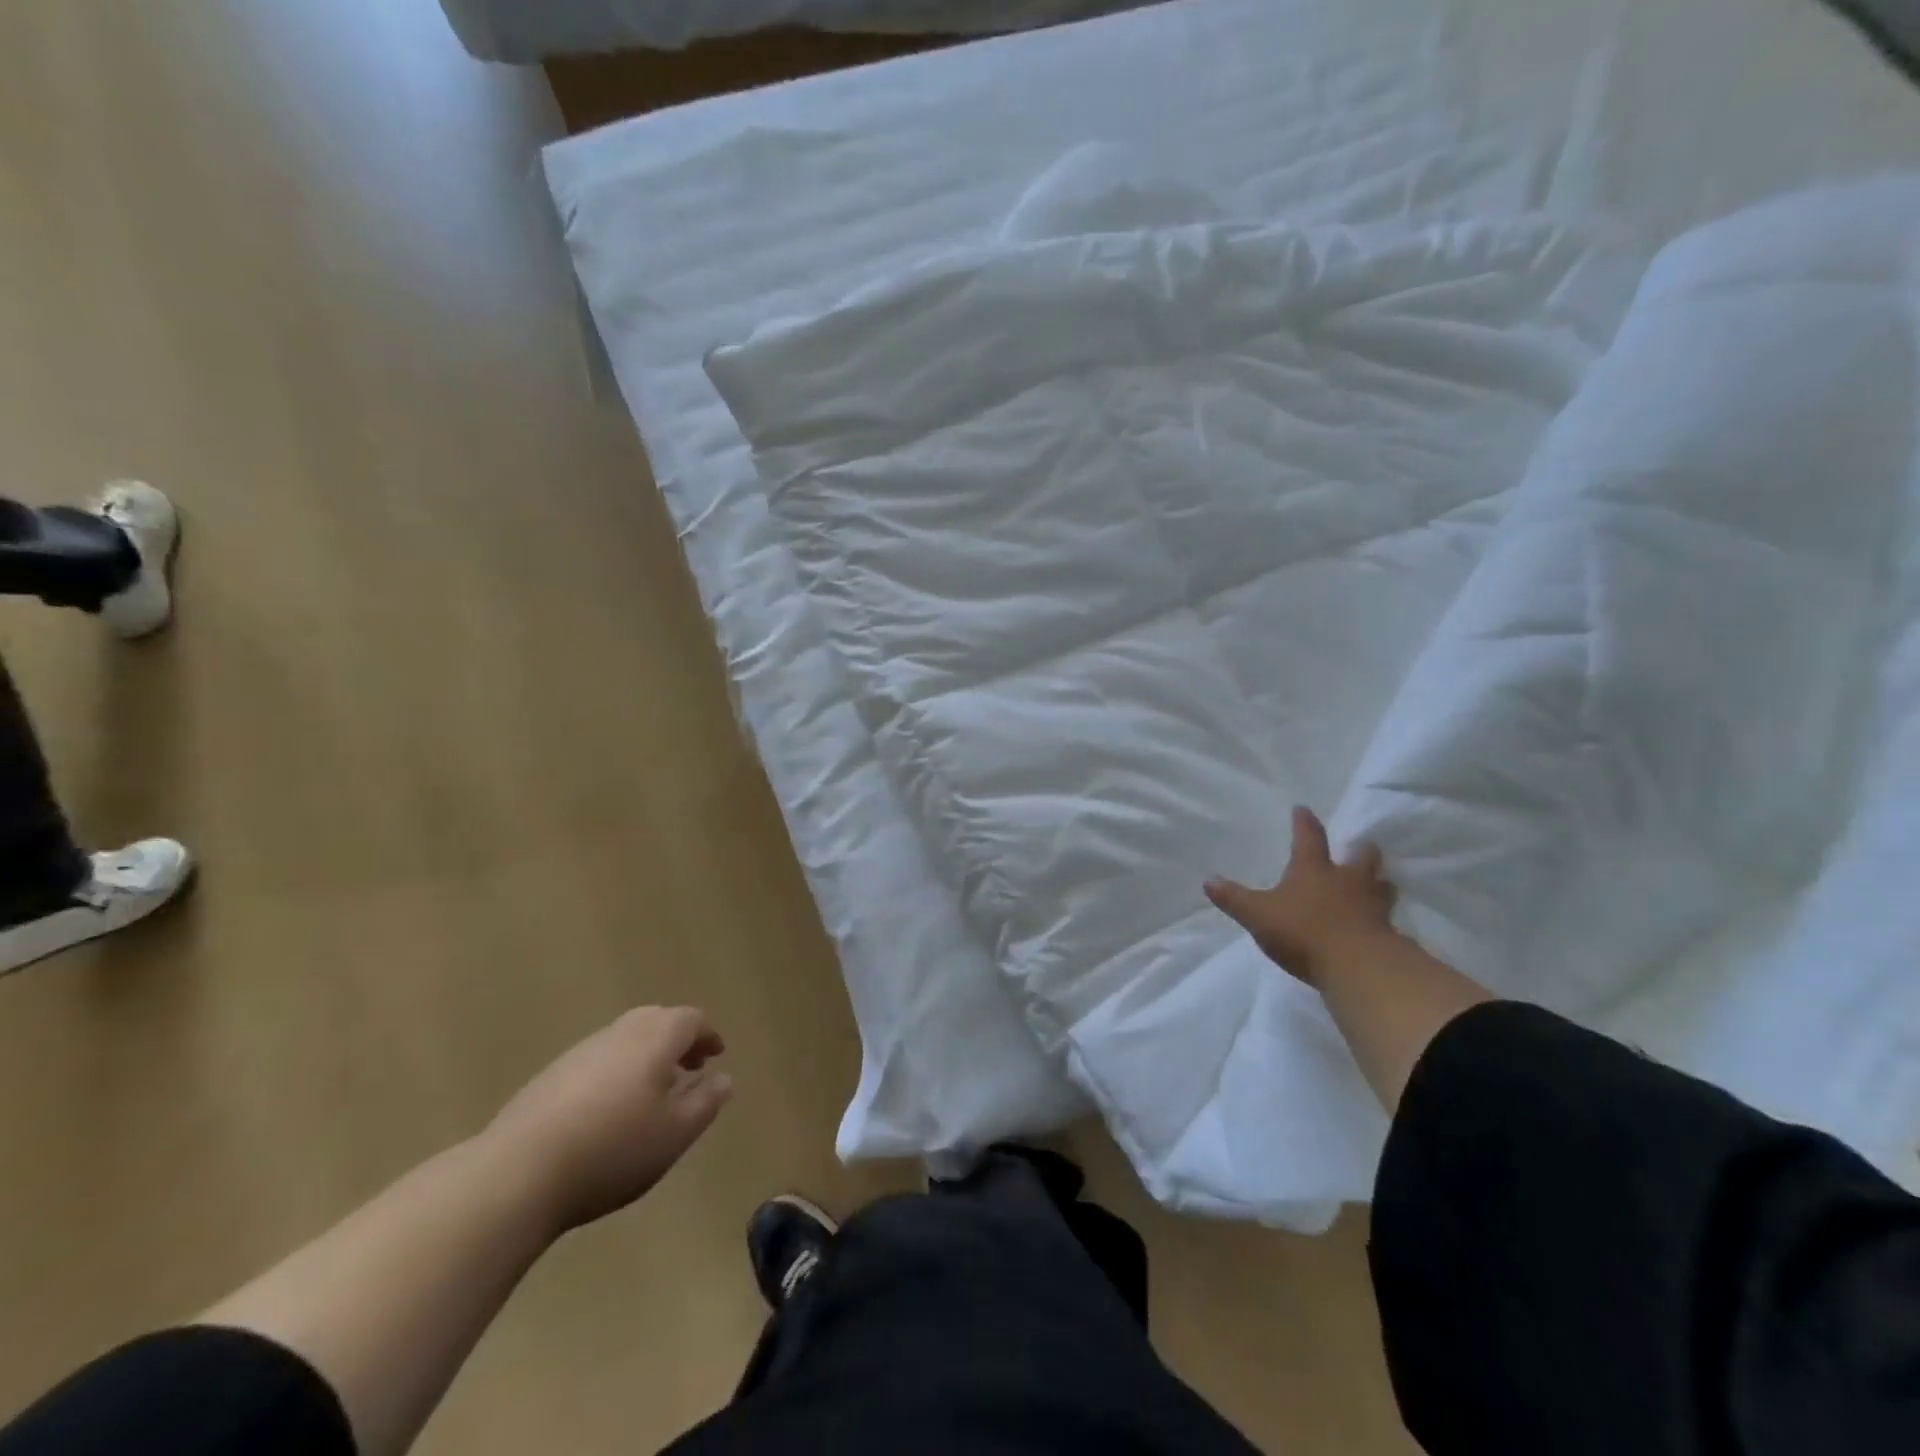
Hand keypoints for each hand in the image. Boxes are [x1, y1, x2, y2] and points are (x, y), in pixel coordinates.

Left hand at [482, 1006, 732, 1234]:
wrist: (516, 1174)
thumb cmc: (612, 1150)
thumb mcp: (675, 1133)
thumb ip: (705, 1102)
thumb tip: (723, 1078)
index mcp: (654, 1039)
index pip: (690, 1019)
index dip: (707, 1035)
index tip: (716, 1056)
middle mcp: (619, 1034)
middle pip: (656, 1021)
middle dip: (677, 1040)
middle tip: (688, 1069)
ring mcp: (579, 1053)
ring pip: (624, 1039)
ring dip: (645, 1056)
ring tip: (651, 1093)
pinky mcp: (548, 1078)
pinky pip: (596, 1061)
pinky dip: (615, 1072)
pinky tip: (608, 1111)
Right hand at [1205, 807, 1395, 987]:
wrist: (1357, 967)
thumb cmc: (1303, 931)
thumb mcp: (1258, 915)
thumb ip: (1234, 899)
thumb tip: (1208, 880)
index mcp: (1313, 870)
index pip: (1309, 838)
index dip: (1304, 823)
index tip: (1303, 808)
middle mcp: (1346, 881)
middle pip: (1361, 857)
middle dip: (1359, 850)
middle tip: (1359, 847)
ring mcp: (1372, 907)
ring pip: (1382, 885)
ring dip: (1378, 882)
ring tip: (1377, 882)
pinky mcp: (1387, 934)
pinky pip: (1387, 919)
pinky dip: (1383, 917)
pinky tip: (1379, 924)